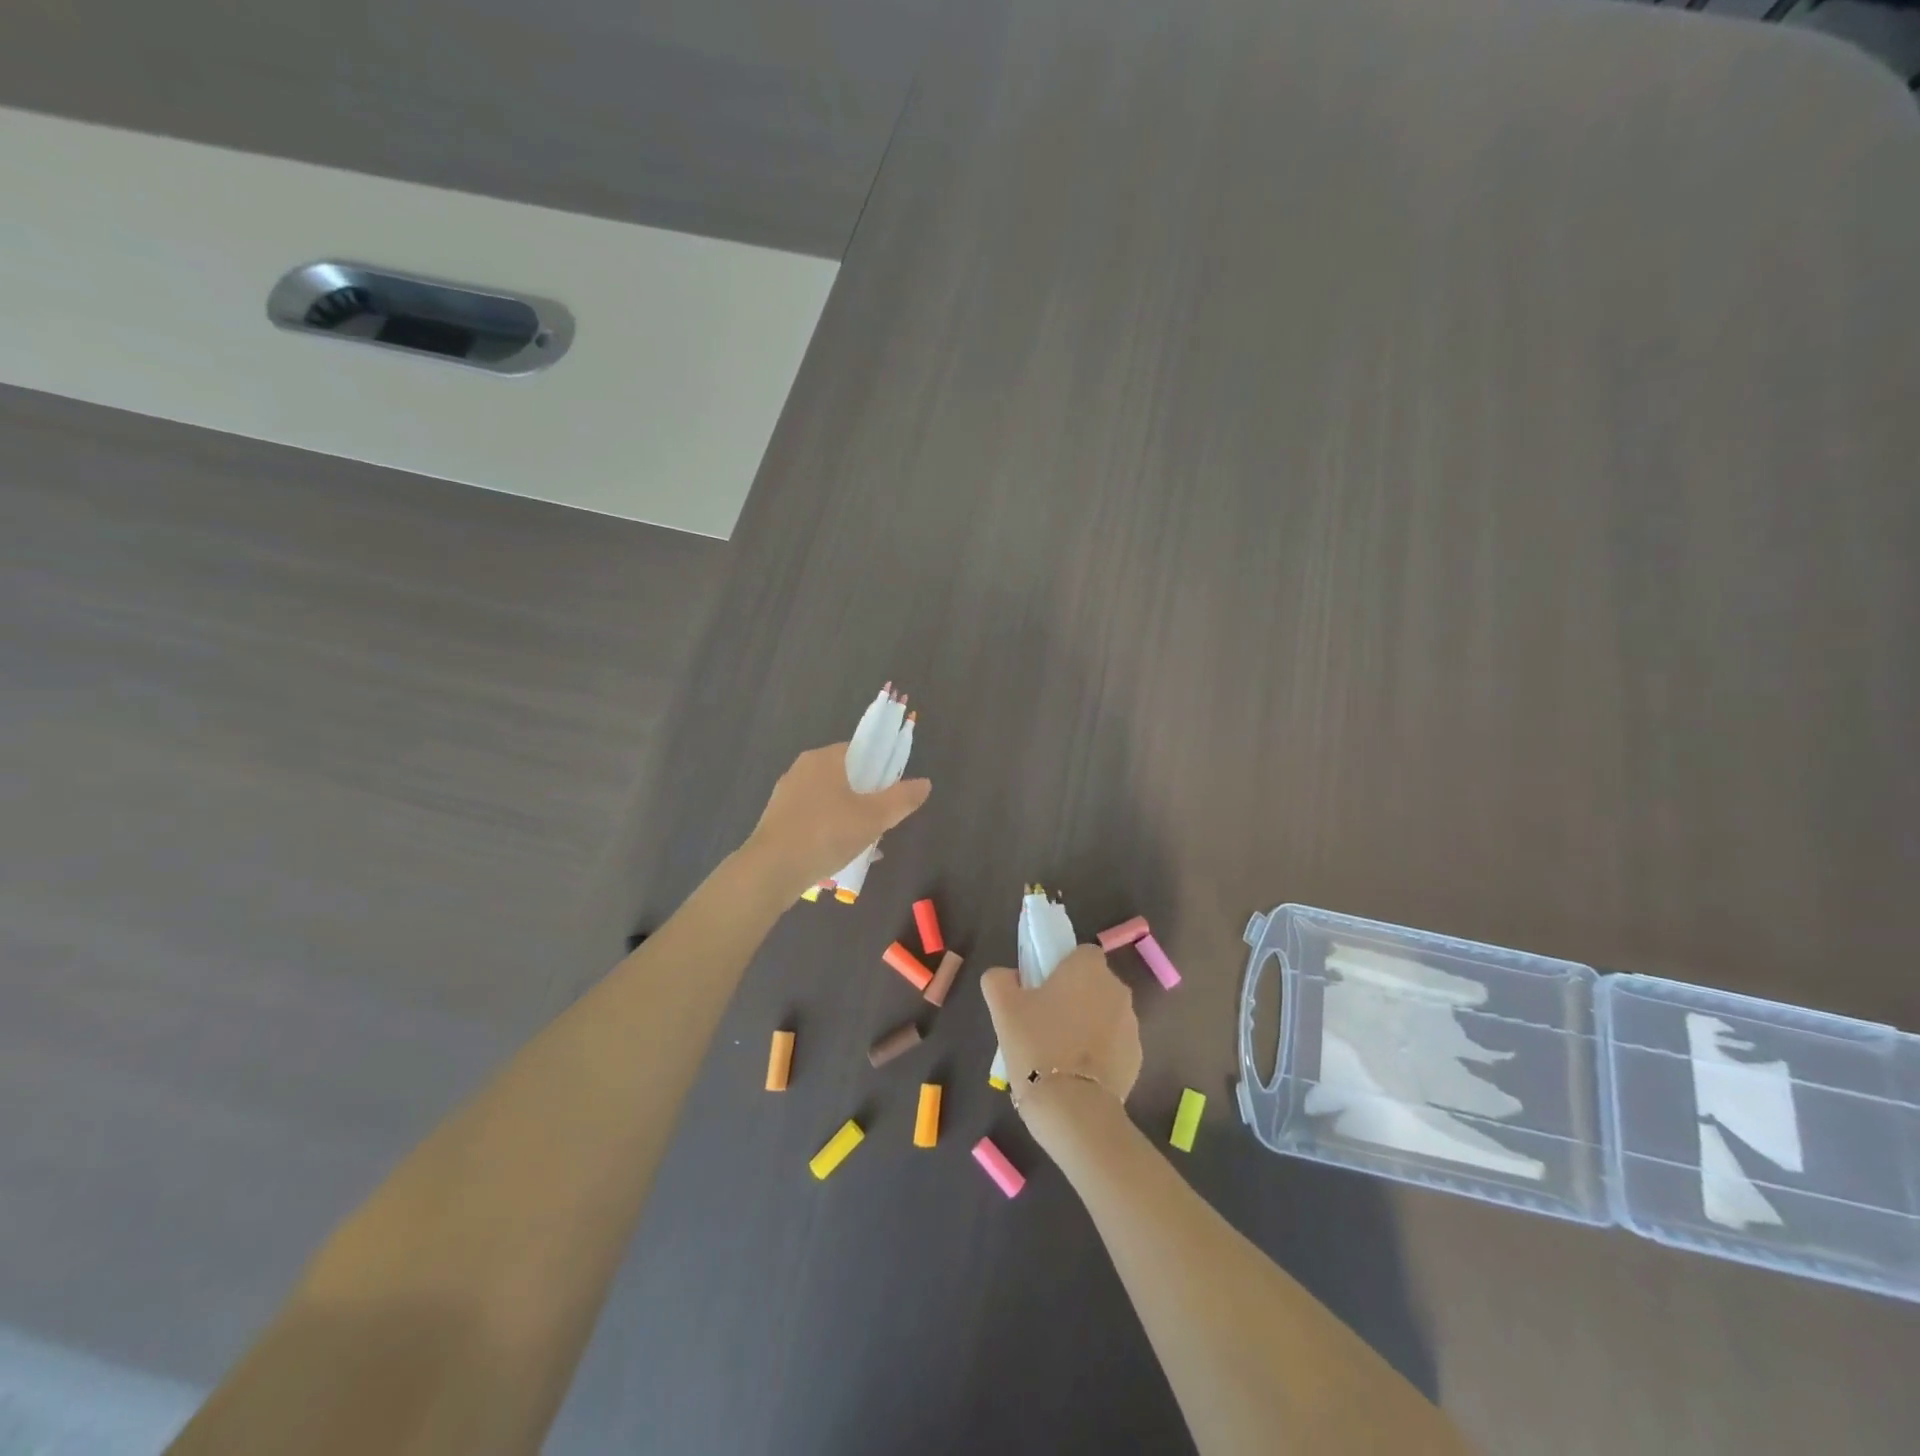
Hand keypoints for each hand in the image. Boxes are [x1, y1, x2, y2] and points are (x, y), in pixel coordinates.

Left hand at [744, 742, 930, 897]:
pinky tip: (839, 853)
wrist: (771, 871)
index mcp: (824, 759)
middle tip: (881, 821)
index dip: (881, 768)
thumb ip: (902, 799)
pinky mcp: (777, 820)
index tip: (892, 793)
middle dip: (866, 797)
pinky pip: (813, 817)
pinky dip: (829, 829)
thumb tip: (925, 783)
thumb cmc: (826, 834)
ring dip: (848, 816)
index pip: (860, 750)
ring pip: (829, 799)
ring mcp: (786, 795)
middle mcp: (802, 769)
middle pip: (845, 776)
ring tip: (864, 842)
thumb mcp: (873, 818)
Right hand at [981, 944, 1142, 1112]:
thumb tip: (1008, 976)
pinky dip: (1098, 1052)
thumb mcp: (1002, 1008)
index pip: (1080, 954)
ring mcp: (1132, 1025)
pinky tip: (1076, 1074)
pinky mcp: (1137, 1058)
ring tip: (1059, 1053)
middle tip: (1044, 1022)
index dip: (1061, 968)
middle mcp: (1117, 989)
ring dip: (1087, 1024)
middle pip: (1093, 983)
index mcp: (1089, 968)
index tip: (1042, 990)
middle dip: (1074, 997)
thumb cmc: (1036, 1046)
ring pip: (1104, 1014)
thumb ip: (1000, 980)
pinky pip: (1113, 1044)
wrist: (1073, 1109)